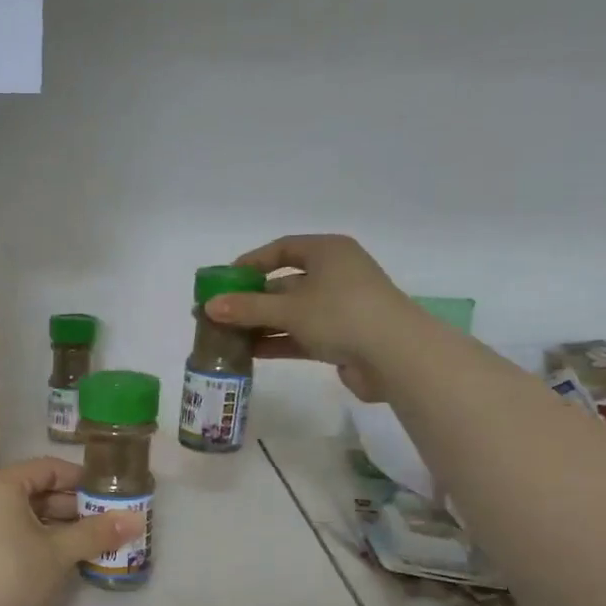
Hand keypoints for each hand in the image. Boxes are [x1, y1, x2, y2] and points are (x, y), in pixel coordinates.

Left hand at [0, 458, 144, 605]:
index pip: (49, 468)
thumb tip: (136, 520)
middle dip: (73, 507)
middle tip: (106, 521)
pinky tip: (61, 560)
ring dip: (58, 528)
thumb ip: (96, 533)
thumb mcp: (59, 552)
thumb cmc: (11, 574)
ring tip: (91, 543)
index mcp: (2, 484)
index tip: (110, 493)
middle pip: (36, 492)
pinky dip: (37, 542)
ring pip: (24, 517)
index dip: (82, 479)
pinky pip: (11, 535)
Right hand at [202, 234, 414, 401]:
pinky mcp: (341, 337)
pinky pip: (301, 334)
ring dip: (261, 324)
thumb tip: (209, 307)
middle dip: (252, 300)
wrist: (395, 356)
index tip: (224, 281)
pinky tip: (250, 353)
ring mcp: (339, 307)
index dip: (251, 262)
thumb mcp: (289, 309)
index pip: (282, 249)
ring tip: (227, 337)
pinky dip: (278, 341)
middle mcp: (335, 274)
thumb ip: (247, 308)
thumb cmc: (342, 315)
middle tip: (220, 314)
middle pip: (284, 283)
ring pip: (291, 312)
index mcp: (327, 252)